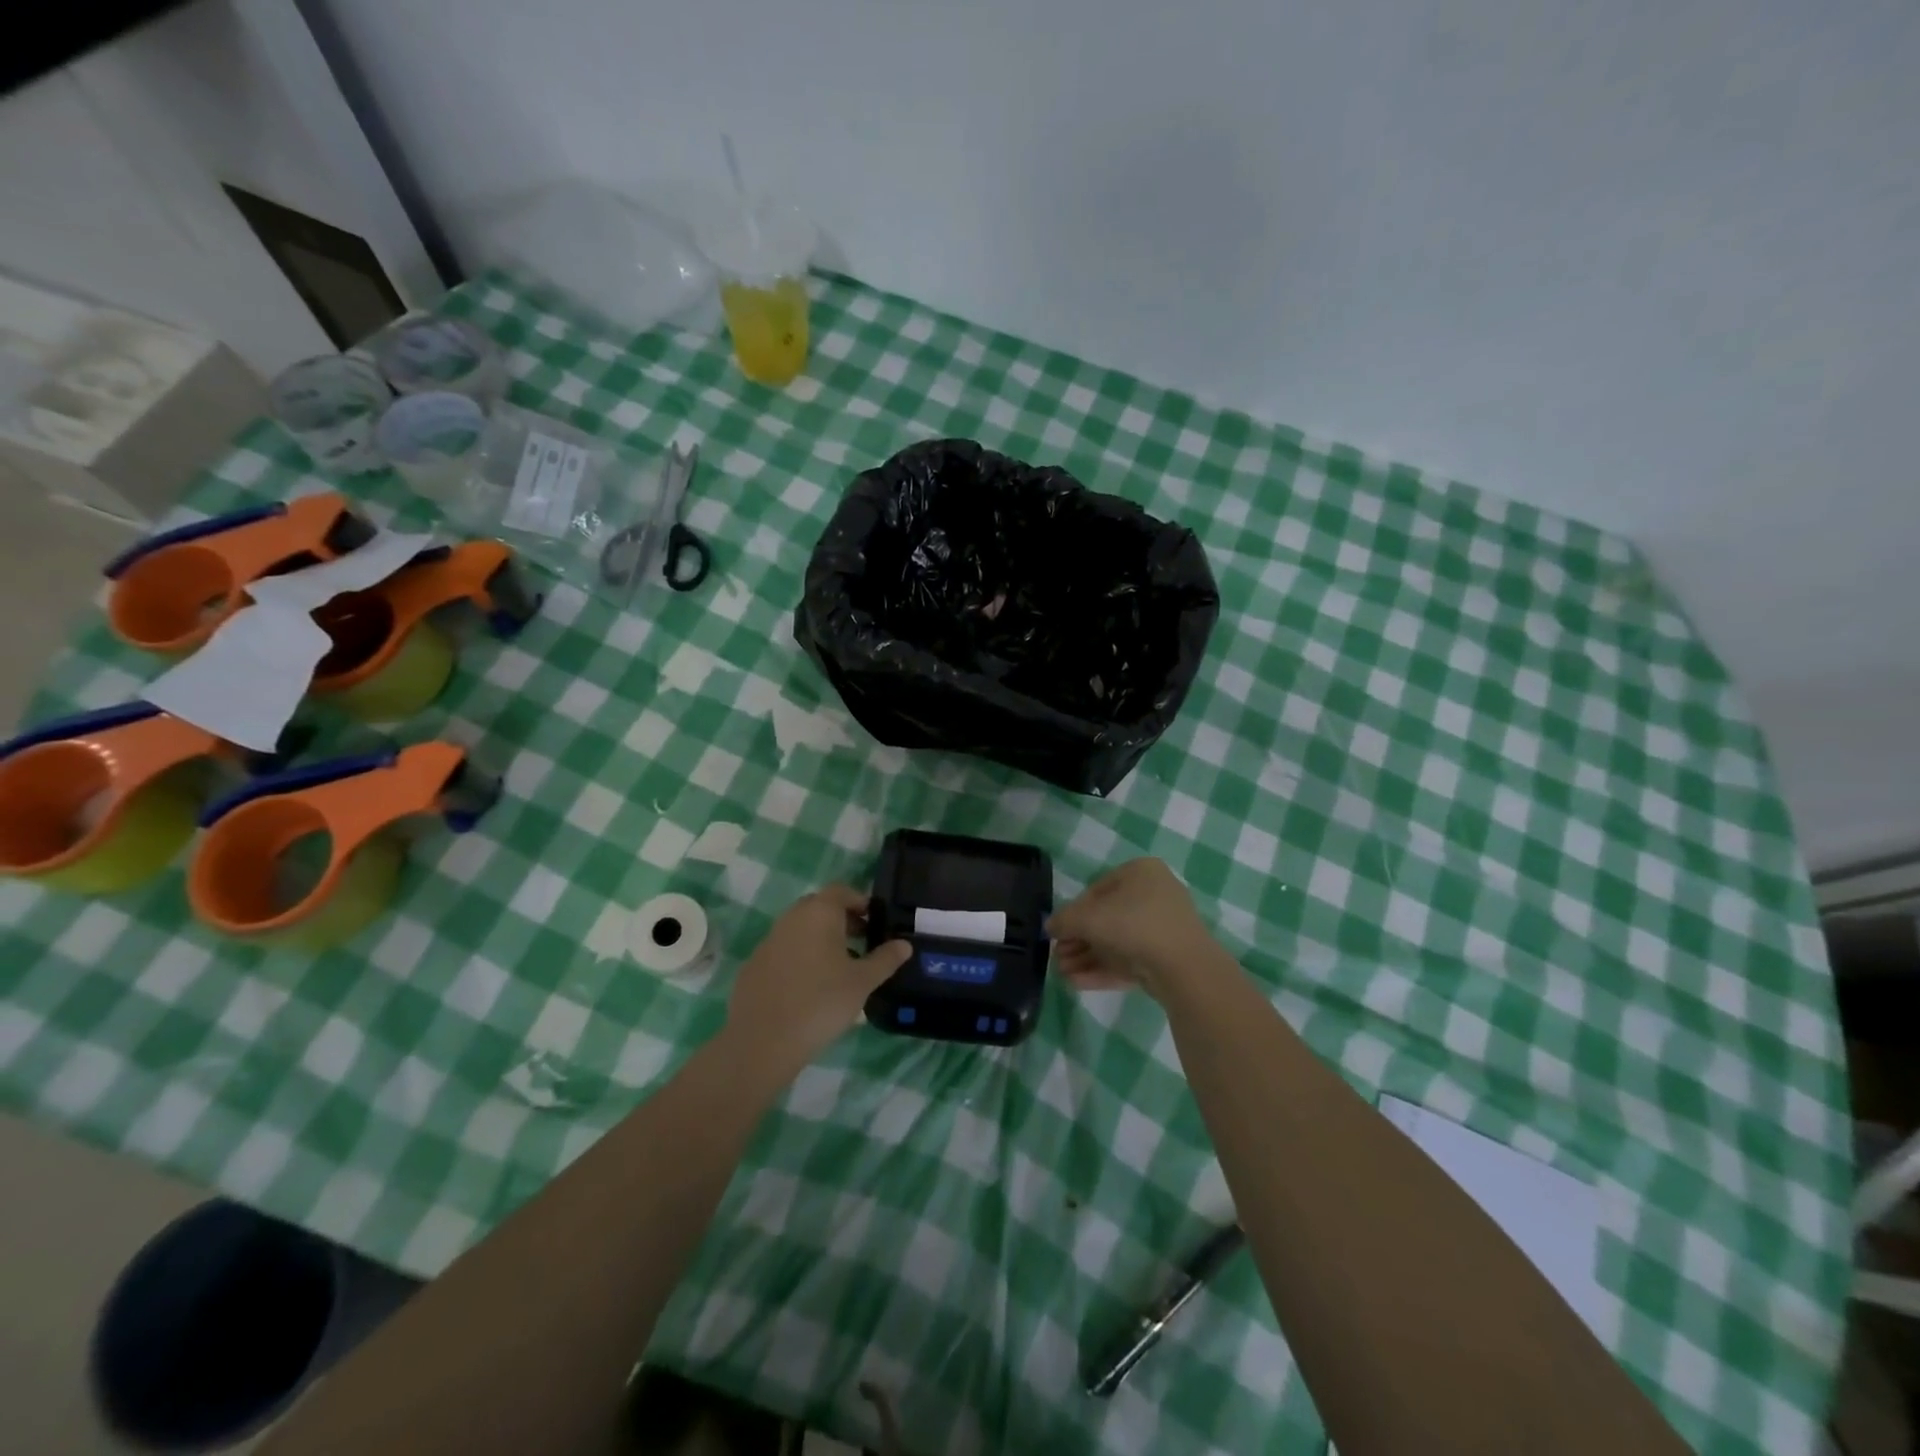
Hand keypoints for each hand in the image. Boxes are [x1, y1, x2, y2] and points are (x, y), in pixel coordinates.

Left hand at [724, 885, 910, 1076]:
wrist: (764, 1039)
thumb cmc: (822, 1001)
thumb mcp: (862, 982)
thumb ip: (885, 959)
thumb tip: (904, 944)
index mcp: (819, 912)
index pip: (842, 891)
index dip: (860, 902)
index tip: (875, 922)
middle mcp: (792, 918)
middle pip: (820, 907)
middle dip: (842, 920)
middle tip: (861, 942)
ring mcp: (769, 940)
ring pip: (801, 929)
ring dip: (820, 938)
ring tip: (839, 967)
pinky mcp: (754, 964)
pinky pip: (784, 950)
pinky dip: (800, 957)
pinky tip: (809, 986)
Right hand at [1050, 858, 1222, 998]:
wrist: (1184, 967)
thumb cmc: (1133, 925)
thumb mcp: (1088, 918)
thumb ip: (1064, 920)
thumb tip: (1050, 927)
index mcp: (1140, 872)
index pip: (1097, 890)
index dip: (1073, 912)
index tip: (1057, 932)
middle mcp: (1154, 895)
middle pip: (1106, 918)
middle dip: (1078, 940)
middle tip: (1057, 957)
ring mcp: (1163, 928)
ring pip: (1116, 942)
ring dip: (1086, 957)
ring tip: (1062, 974)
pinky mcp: (1166, 958)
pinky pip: (1129, 960)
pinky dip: (1103, 969)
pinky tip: (1076, 983)